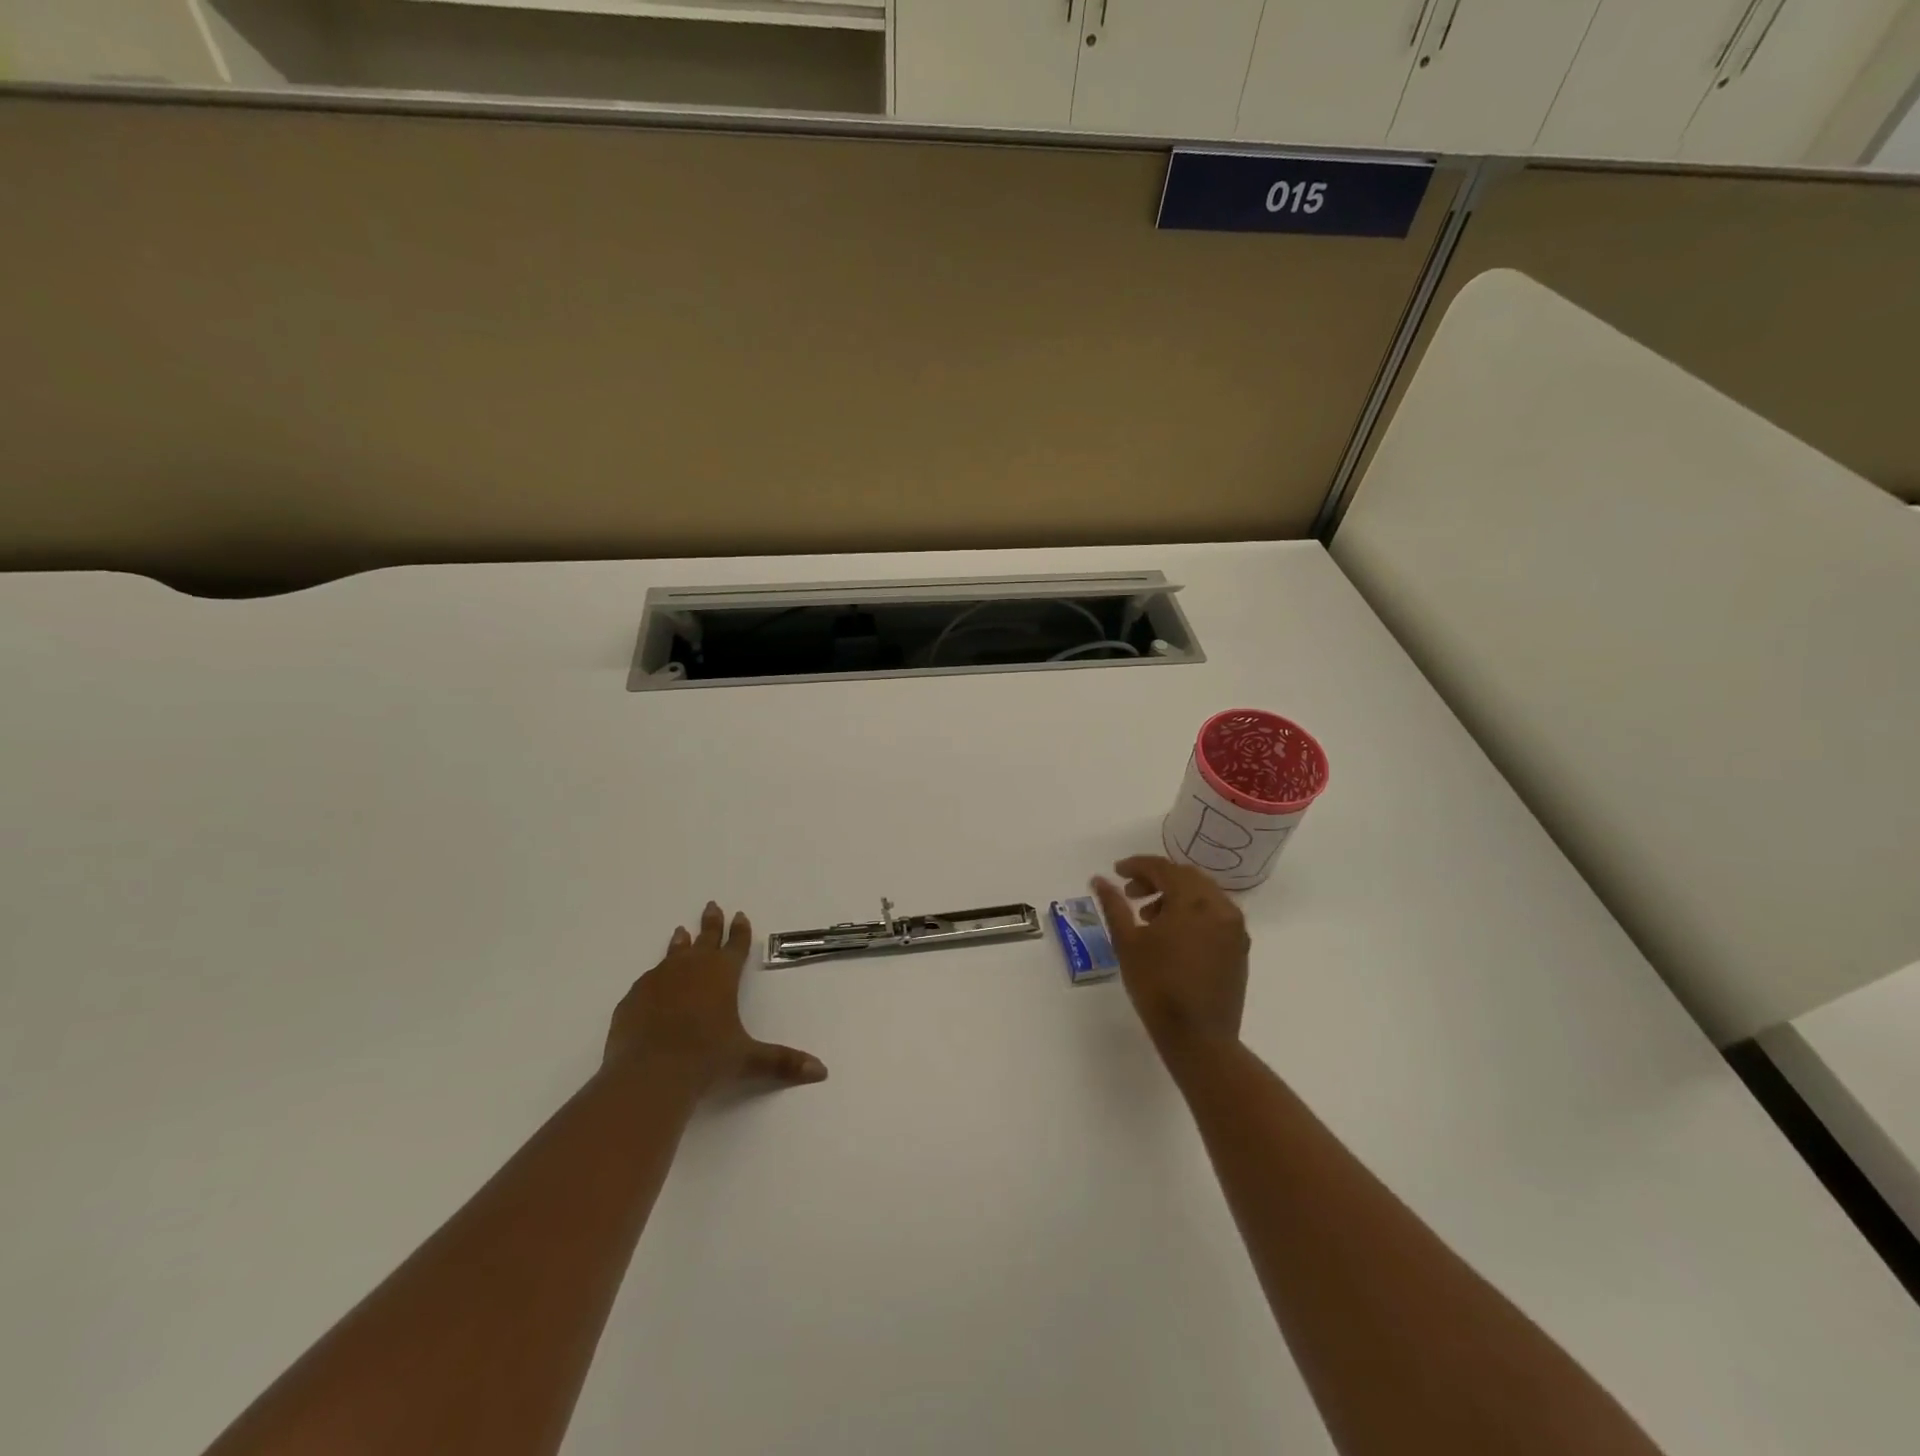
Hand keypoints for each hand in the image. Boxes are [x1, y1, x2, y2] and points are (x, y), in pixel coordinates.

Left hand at [604, 901, 826, 1094]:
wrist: (648, 1075)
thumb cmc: (705, 1060)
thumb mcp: (748, 1060)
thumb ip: (782, 1062)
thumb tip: (822, 1071)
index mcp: (722, 975)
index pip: (735, 946)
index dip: (740, 931)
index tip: (740, 915)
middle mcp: (691, 969)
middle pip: (704, 939)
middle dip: (711, 923)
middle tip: (712, 905)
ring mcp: (658, 980)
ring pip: (673, 954)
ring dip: (681, 944)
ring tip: (680, 932)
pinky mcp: (633, 998)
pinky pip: (648, 981)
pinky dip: (656, 978)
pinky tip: (654, 984)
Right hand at [1093, 856, 1249, 1058]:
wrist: (1199, 1038)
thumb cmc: (1157, 987)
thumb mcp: (1127, 942)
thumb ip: (1113, 905)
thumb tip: (1099, 879)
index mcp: (1193, 901)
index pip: (1163, 868)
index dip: (1137, 865)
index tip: (1116, 872)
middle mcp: (1220, 906)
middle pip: (1186, 876)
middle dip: (1156, 879)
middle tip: (1130, 894)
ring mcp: (1234, 928)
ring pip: (1203, 894)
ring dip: (1174, 895)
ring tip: (1148, 916)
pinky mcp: (1239, 948)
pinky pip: (1215, 914)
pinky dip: (1192, 912)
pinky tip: (1173, 934)